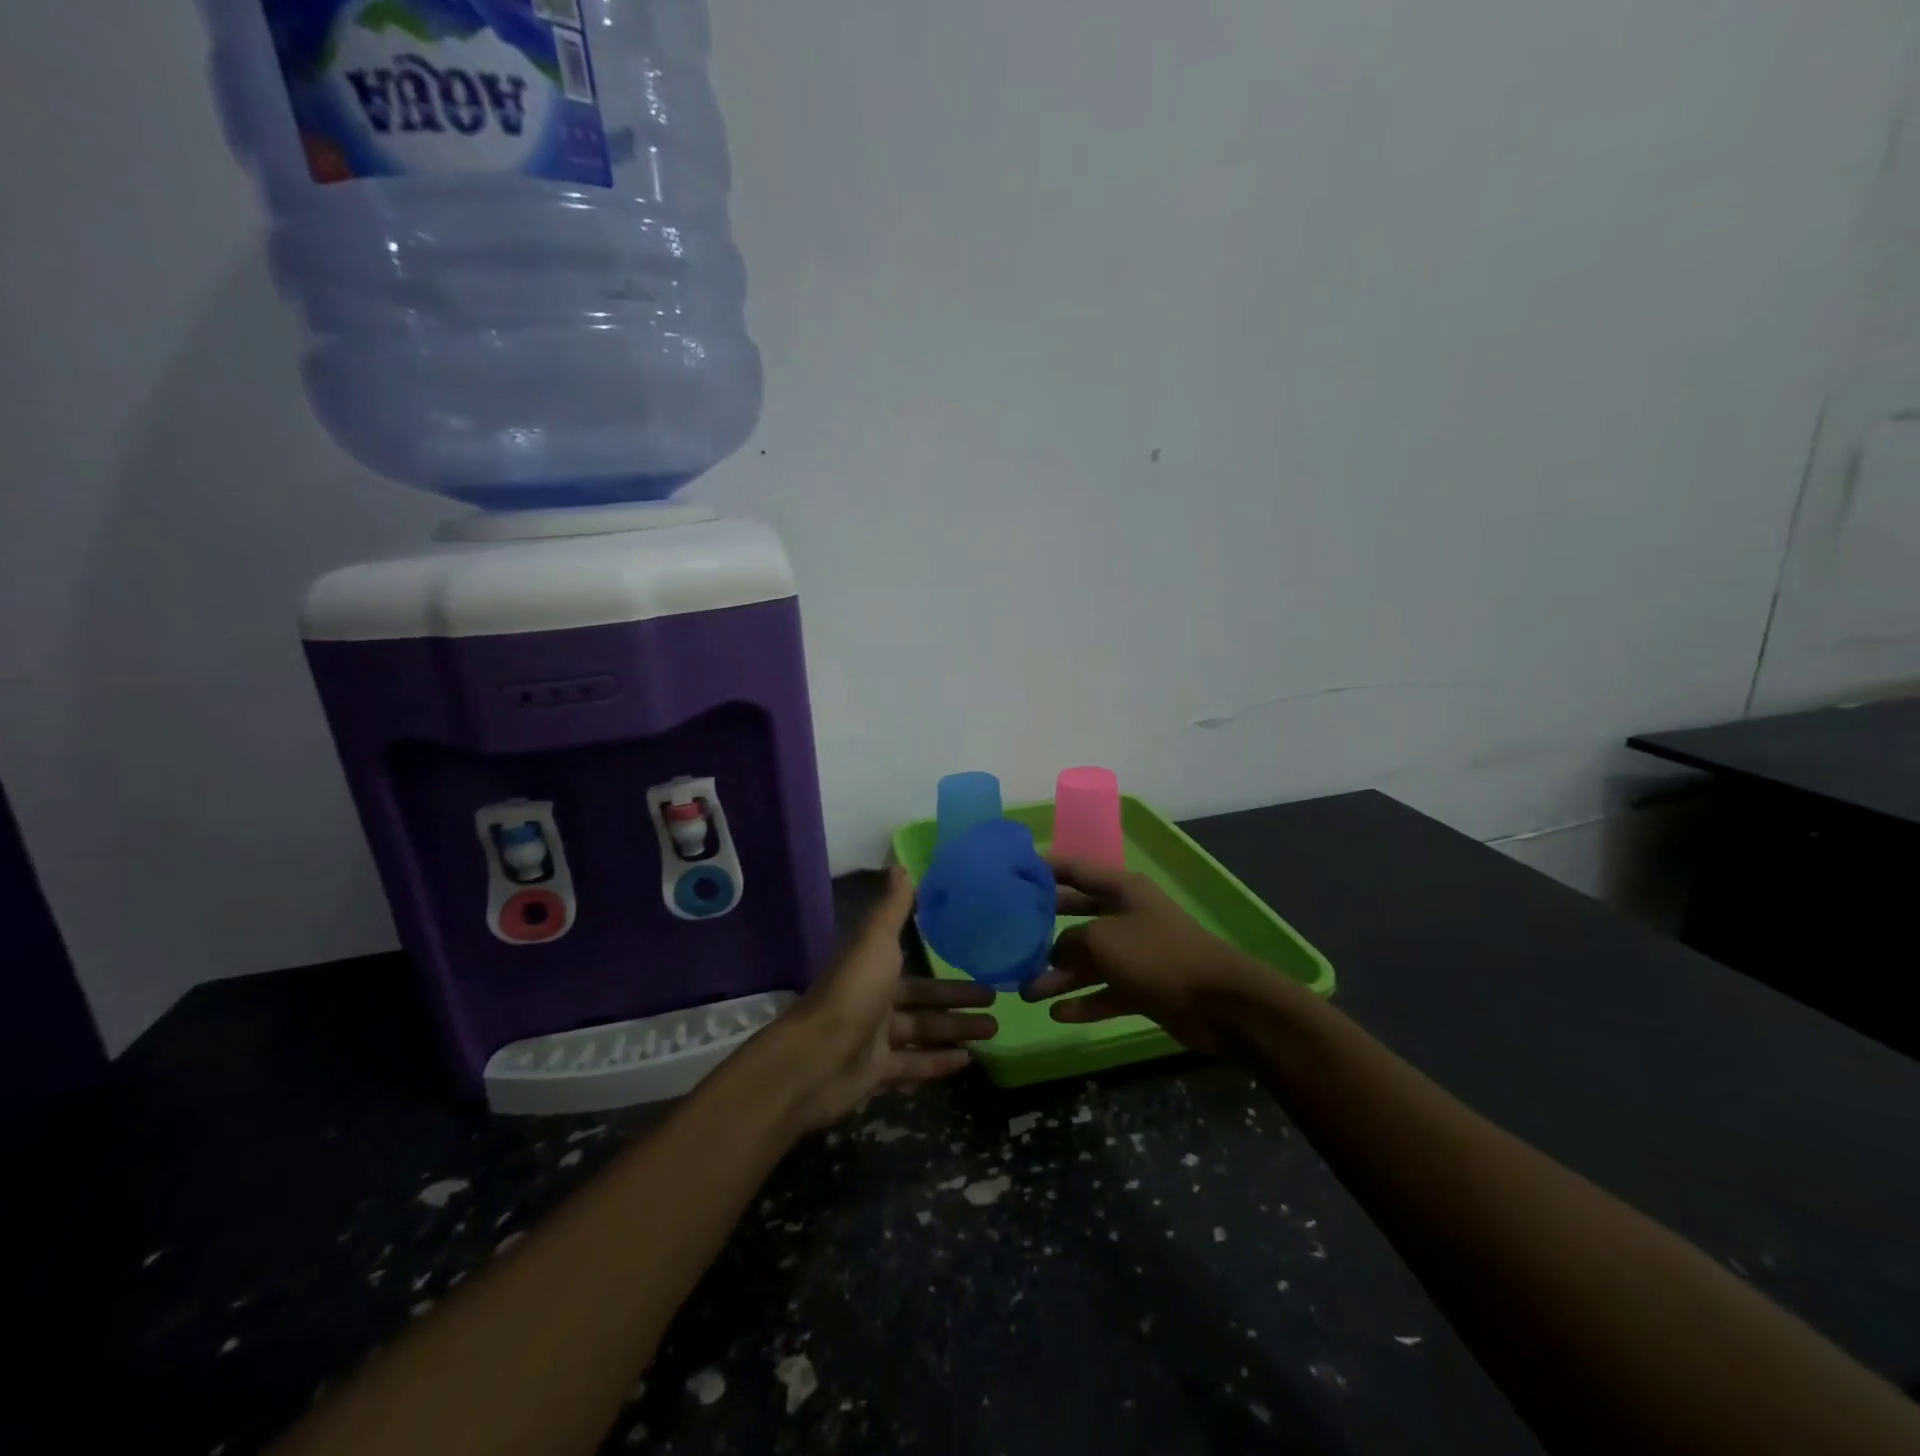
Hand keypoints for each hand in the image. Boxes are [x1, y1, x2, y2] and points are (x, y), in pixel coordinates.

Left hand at [777, 866, 998, 1130]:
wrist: (815, 1058)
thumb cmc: (853, 992)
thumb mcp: (877, 941)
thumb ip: (893, 908)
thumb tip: (901, 864)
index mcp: (873, 969)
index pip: (916, 968)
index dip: (945, 967)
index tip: (978, 961)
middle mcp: (874, 1001)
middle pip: (924, 1002)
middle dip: (959, 1001)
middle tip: (997, 1000)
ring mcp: (874, 1039)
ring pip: (923, 1032)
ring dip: (956, 1031)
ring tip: (994, 1032)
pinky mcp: (876, 1072)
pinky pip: (913, 1065)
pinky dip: (938, 1063)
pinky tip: (967, 1061)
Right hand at [1022, 858, 1264, 1056]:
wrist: (1219, 1002)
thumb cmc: (1156, 955)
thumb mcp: (1101, 940)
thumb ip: (1069, 942)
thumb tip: (1054, 953)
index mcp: (1121, 890)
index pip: (1075, 870)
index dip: (1045, 868)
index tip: (1012, 872)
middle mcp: (1127, 916)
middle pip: (1077, 916)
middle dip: (1045, 928)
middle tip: (1010, 937)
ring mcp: (1136, 953)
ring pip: (1089, 960)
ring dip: (1059, 975)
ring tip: (1026, 992)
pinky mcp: (1144, 987)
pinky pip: (1106, 991)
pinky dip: (1084, 1001)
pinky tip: (1057, 1014)